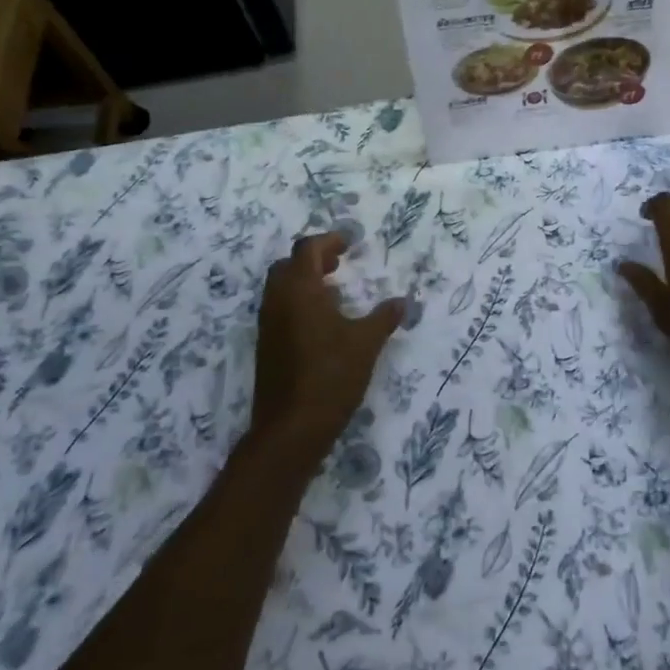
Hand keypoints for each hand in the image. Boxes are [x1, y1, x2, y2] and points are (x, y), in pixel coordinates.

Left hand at [253, 233, 403, 460]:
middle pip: (288, 265)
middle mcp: (278, 301)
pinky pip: (279, 309)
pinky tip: (322, 322)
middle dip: (313, 259)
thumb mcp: (366, 343)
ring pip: (281, 288)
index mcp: (299, 291)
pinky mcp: (266, 346)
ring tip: (334, 290)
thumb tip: (402, 301)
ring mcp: (268, 325)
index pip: (307, 250)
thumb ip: (384, 318)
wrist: (291, 428)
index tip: (349, 243)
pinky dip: (298, 302)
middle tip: (339, 263)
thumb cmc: (331, 376)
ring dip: (304, 281)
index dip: (328, 241)